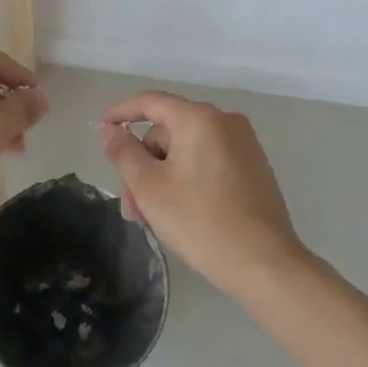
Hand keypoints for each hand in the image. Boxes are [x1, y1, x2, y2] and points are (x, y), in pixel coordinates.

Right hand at [99, 92, 307, 299]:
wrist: (266, 264)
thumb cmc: (201, 221)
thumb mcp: (150, 187)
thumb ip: (124, 152)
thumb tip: (109, 130)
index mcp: (199, 119)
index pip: (150, 102)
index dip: (120, 113)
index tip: (101, 130)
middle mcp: (225, 122)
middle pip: (168, 132)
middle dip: (143, 165)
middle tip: (132, 206)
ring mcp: (244, 145)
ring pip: (186, 151)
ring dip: (162, 177)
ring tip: (151, 218)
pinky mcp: (254, 169)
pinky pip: (207, 162)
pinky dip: (186, 179)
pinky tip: (179, 212)